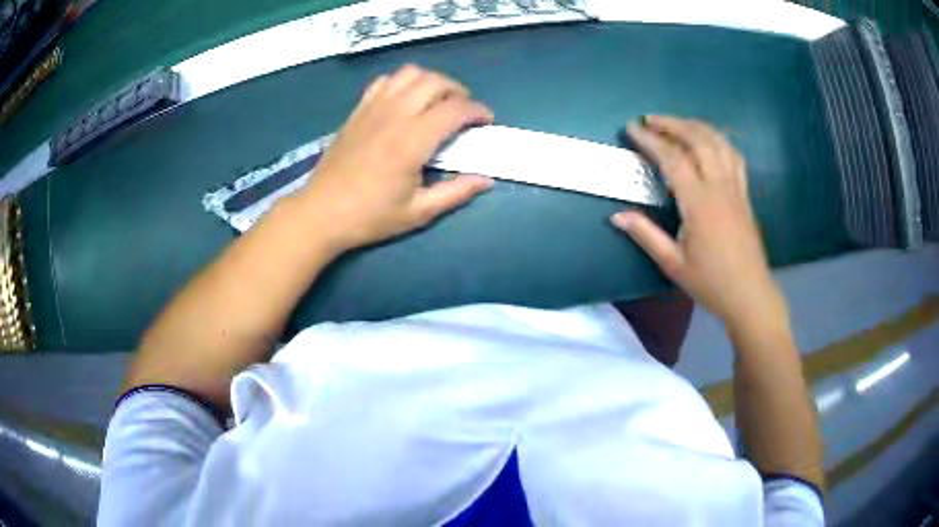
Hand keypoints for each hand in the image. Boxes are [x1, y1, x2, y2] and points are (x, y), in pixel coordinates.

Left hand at [299, 65, 494, 251]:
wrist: (321, 213)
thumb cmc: (369, 216)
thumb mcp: (418, 213)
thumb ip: (455, 193)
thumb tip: (486, 179)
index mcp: (412, 142)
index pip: (455, 109)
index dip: (478, 111)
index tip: (486, 122)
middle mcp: (394, 116)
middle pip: (436, 81)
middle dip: (459, 91)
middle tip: (464, 112)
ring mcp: (373, 109)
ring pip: (410, 73)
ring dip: (431, 81)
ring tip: (437, 101)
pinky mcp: (358, 110)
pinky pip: (385, 81)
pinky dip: (402, 83)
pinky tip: (405, 101)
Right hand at [612, 116, 786, 327]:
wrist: (750, 295)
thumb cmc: (711, 283)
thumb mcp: (673, 264)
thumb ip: (645, 235)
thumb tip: (617, 216)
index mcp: (700, 203)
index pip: (672, 159)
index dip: (650, 140)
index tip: (631, 129)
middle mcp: (719, 187)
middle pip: (697, 140)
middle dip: (672, 124)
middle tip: (650, 120)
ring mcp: (736, 187)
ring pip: (718, 142)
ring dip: (695, 126)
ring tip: (676, 123)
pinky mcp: (744, 193)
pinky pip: (733, 155)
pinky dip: (717, 139)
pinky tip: (707, 140)